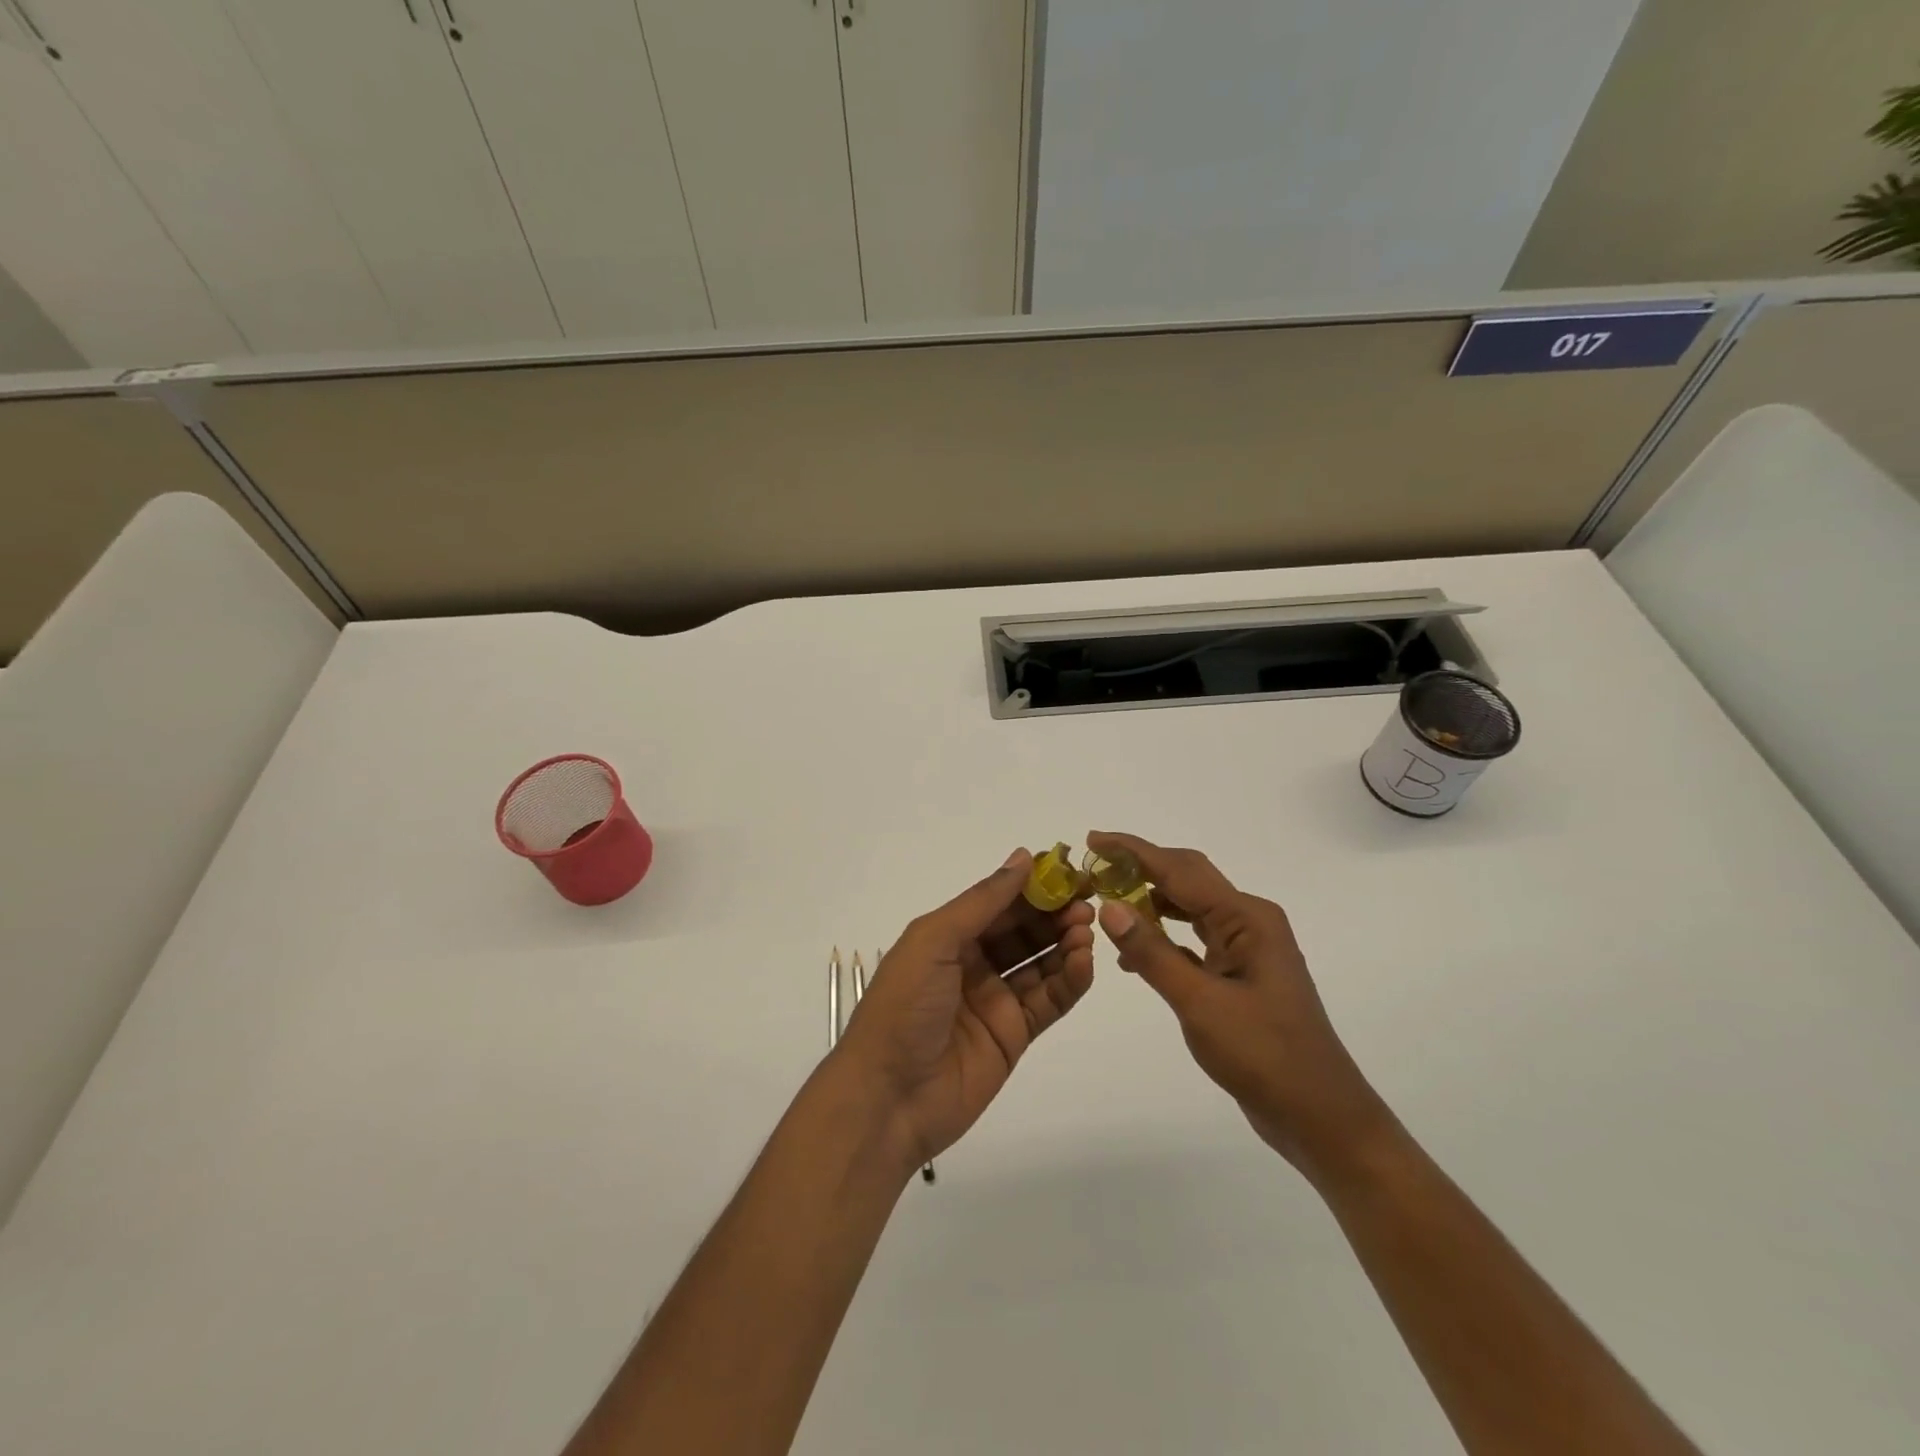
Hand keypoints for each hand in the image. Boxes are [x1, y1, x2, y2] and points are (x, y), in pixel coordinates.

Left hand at [833, 849, 1095, 1170]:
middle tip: (1087, 899)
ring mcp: (995, 1000)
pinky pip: (1049, 1000)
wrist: (889, 1097)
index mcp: (947, 937)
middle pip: (1022, 930)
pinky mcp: (1015, 1035)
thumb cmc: (904, 1006)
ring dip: (1065, 942)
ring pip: (1040, 963)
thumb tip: (1023, 858)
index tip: (1067, 870)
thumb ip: (982, 902)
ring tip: (1087, 928)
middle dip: (1053, 912)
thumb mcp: (934, 941)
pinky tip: (1084, 961)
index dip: (1031, 885)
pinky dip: (1069, 980)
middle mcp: (972, 963)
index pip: (997, 902)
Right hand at [1088, 831, 1393, 1180]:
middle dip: (1140, 868)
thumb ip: (1151, 952)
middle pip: (1187, 878)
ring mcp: (1247, 947)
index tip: (1092, 840)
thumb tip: (1109, 906)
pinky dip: (1163, 935)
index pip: (1179, 870)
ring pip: (1190, 907)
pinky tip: (1135, 950)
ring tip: (1106, 901)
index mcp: (1246, 918)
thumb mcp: (1199, 1003)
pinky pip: (1194, 937)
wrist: (1320, 1116)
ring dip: (1150, 900)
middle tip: (1093, 867)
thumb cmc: (1264, 1055)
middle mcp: (1249, 921)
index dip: (1133, 851)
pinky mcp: (1240, 972)